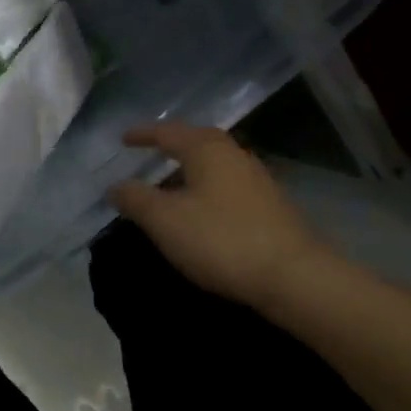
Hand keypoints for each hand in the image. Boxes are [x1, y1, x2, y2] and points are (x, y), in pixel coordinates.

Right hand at [109, 122, 331, 309]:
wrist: (294, 277)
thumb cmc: (221, 239)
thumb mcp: (165, 220)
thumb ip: (136, 199)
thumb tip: (116, 185)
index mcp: (206, 149)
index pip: (167, 132)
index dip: (143, 135)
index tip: (123, 139)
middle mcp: (233, 154)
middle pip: (196, 142)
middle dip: (171, 148)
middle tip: (149, 155)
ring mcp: (257, 179)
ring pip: (214, 165)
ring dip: (190, 171)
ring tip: (170, 185)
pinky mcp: (271, 205)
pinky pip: (227, 185)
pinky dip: (207, 189)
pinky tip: (202, 210)